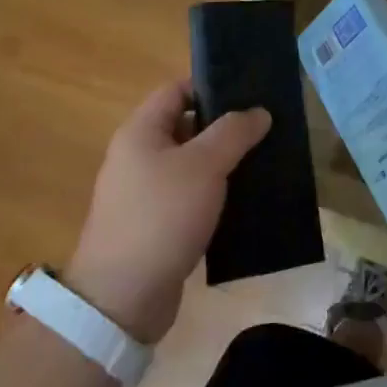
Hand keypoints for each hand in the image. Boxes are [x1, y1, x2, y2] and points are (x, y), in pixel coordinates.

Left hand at [66, 81, 269, 343]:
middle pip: (186, 126)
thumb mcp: (204, 165)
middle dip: (224, 127)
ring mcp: (144, 194)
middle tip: (264, 127)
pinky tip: (244, 201)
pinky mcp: (155, 226)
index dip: (211, 86)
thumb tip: (259, 111)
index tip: (249, 93)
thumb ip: (233, 132)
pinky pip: (190, 197)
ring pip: (191, 164)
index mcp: (140, 132)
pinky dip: (214, 195)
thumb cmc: (161, 217)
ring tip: (262, 161)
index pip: (177, 89)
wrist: (122, 300)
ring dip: (223, 163)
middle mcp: (138, 156)